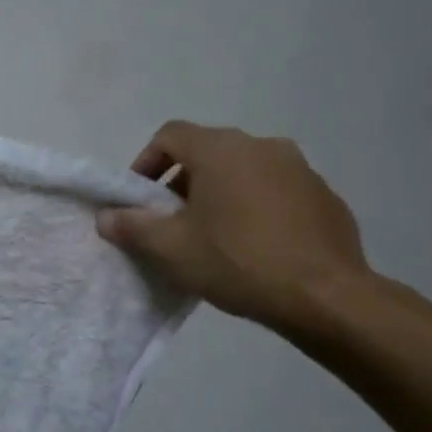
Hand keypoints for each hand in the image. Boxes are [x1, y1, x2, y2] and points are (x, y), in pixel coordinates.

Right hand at [97, 121, 370, 334]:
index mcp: (222, 150)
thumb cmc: (237, 262)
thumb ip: (132, 226)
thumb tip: (106, 216)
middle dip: (180, 182)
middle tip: (170, 222)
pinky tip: (252, 246)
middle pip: (207, 152)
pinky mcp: (323, 195)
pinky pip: (275, 190)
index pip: (170, 135)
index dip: (145, 162)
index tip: (139, 199)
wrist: (325, 296)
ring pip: (243, 171)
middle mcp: (262, 146)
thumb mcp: (170, 248)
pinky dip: (254, 207)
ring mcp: (299, 168)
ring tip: (211, 236)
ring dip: (218, 194)